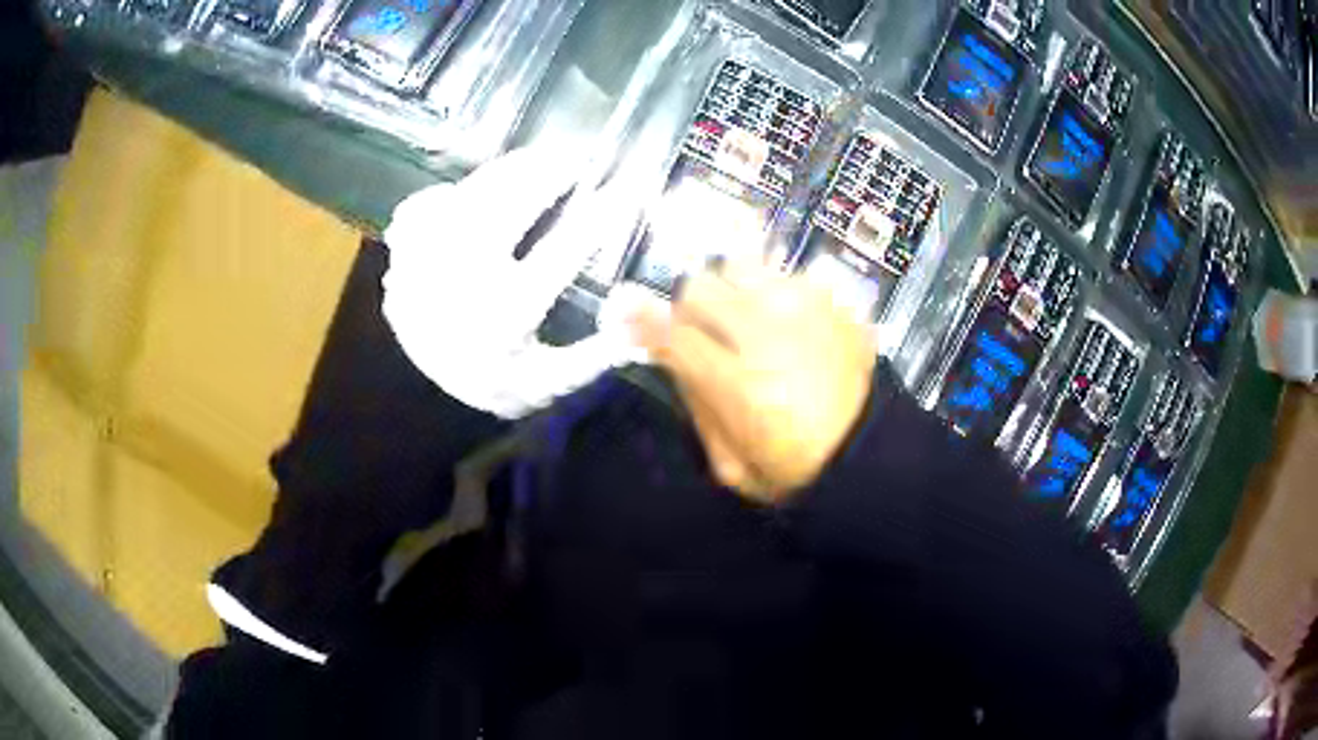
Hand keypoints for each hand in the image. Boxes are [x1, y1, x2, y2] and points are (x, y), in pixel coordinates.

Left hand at [382, 147, 643, 418]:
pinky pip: (425, 205)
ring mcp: (423, 265)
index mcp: (504, 317)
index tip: (624, 190)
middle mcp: (461, 285)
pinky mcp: (400, 257)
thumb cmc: (499, 381)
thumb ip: (600, 350)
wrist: (424, 399)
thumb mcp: (554, 379)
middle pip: (507, 207)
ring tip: (539, 160)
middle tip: (577, 159)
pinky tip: (478, 191)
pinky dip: (453, 192)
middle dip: (548, 173)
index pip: (561, 252)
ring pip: (468, 196)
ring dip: (507, 171)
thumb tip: (647, 311)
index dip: (597, 215)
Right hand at [630, 262, 878, 503]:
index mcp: (742, 386)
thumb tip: (667, 353)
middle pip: (701, 286)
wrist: (869, 450)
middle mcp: (769, 334)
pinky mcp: (832, 300)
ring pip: (740, 265)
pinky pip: (783, 274)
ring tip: (745, 317)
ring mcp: (806, 309)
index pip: (674, 334)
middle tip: (702, 330)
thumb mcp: (732, 465)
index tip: (626, 312)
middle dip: (691, 308)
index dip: (642, 320)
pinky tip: (786, 322)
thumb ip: (695, 405)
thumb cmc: (796, 469)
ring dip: (731, 289)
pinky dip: (773, 293)